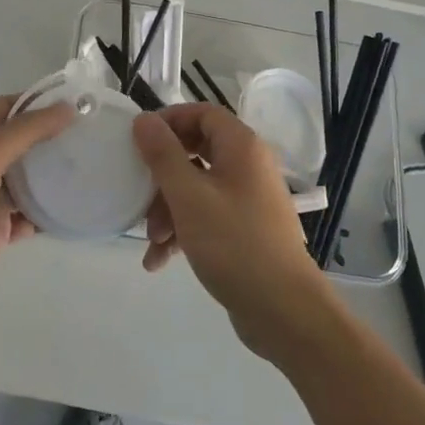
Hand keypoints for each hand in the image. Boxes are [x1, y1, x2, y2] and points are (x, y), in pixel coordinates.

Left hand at [0, 95, 73, 336]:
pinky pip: (30, 216)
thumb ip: (25, 131)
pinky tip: (77, 209)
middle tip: (97, 137)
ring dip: (55, 176)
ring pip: (29, 180)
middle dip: (55, 139)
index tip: (83, 104)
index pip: (10, 107)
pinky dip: (50, 213)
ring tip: (95, 169)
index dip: (42, 103)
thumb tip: (69, 108)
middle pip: (23, 142)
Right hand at [133, 104, 336, 361]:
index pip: (202, 113)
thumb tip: (143, 119)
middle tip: (140, 192)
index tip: (139, 140)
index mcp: (241, 147)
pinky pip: (206, 217)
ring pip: (197, 188)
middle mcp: (248, 167)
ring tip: (151, 240)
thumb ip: (162, 154)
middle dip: (162, 175)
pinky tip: (159, 260)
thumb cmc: (234, 243)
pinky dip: (183, 231)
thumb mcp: (188, 196)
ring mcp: (248, 200)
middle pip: (196, 152)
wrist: (284, 312)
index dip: (169, 120)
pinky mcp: (245, 230)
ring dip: (168, 209)